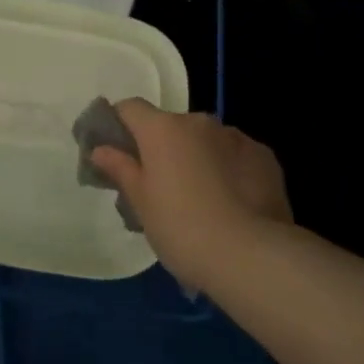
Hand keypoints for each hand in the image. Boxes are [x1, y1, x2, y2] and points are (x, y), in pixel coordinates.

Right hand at [89, 100, 291, 292]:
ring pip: (205, 140)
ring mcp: (235, 136)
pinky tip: (231, 203)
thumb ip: (120, 169)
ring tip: (201, 200)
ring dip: (197, 158)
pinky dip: (228, 169)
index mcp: (162, 129)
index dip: (119, 125)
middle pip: (170, 126)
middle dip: (162, 148)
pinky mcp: (264, 156)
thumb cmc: (181, 228)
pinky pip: (236, 155)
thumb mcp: (140, 203)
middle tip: (159, 188)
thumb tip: (100, 149)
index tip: (115, 152)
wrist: (250, 255)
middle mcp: (198, 122)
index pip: (130, 108)